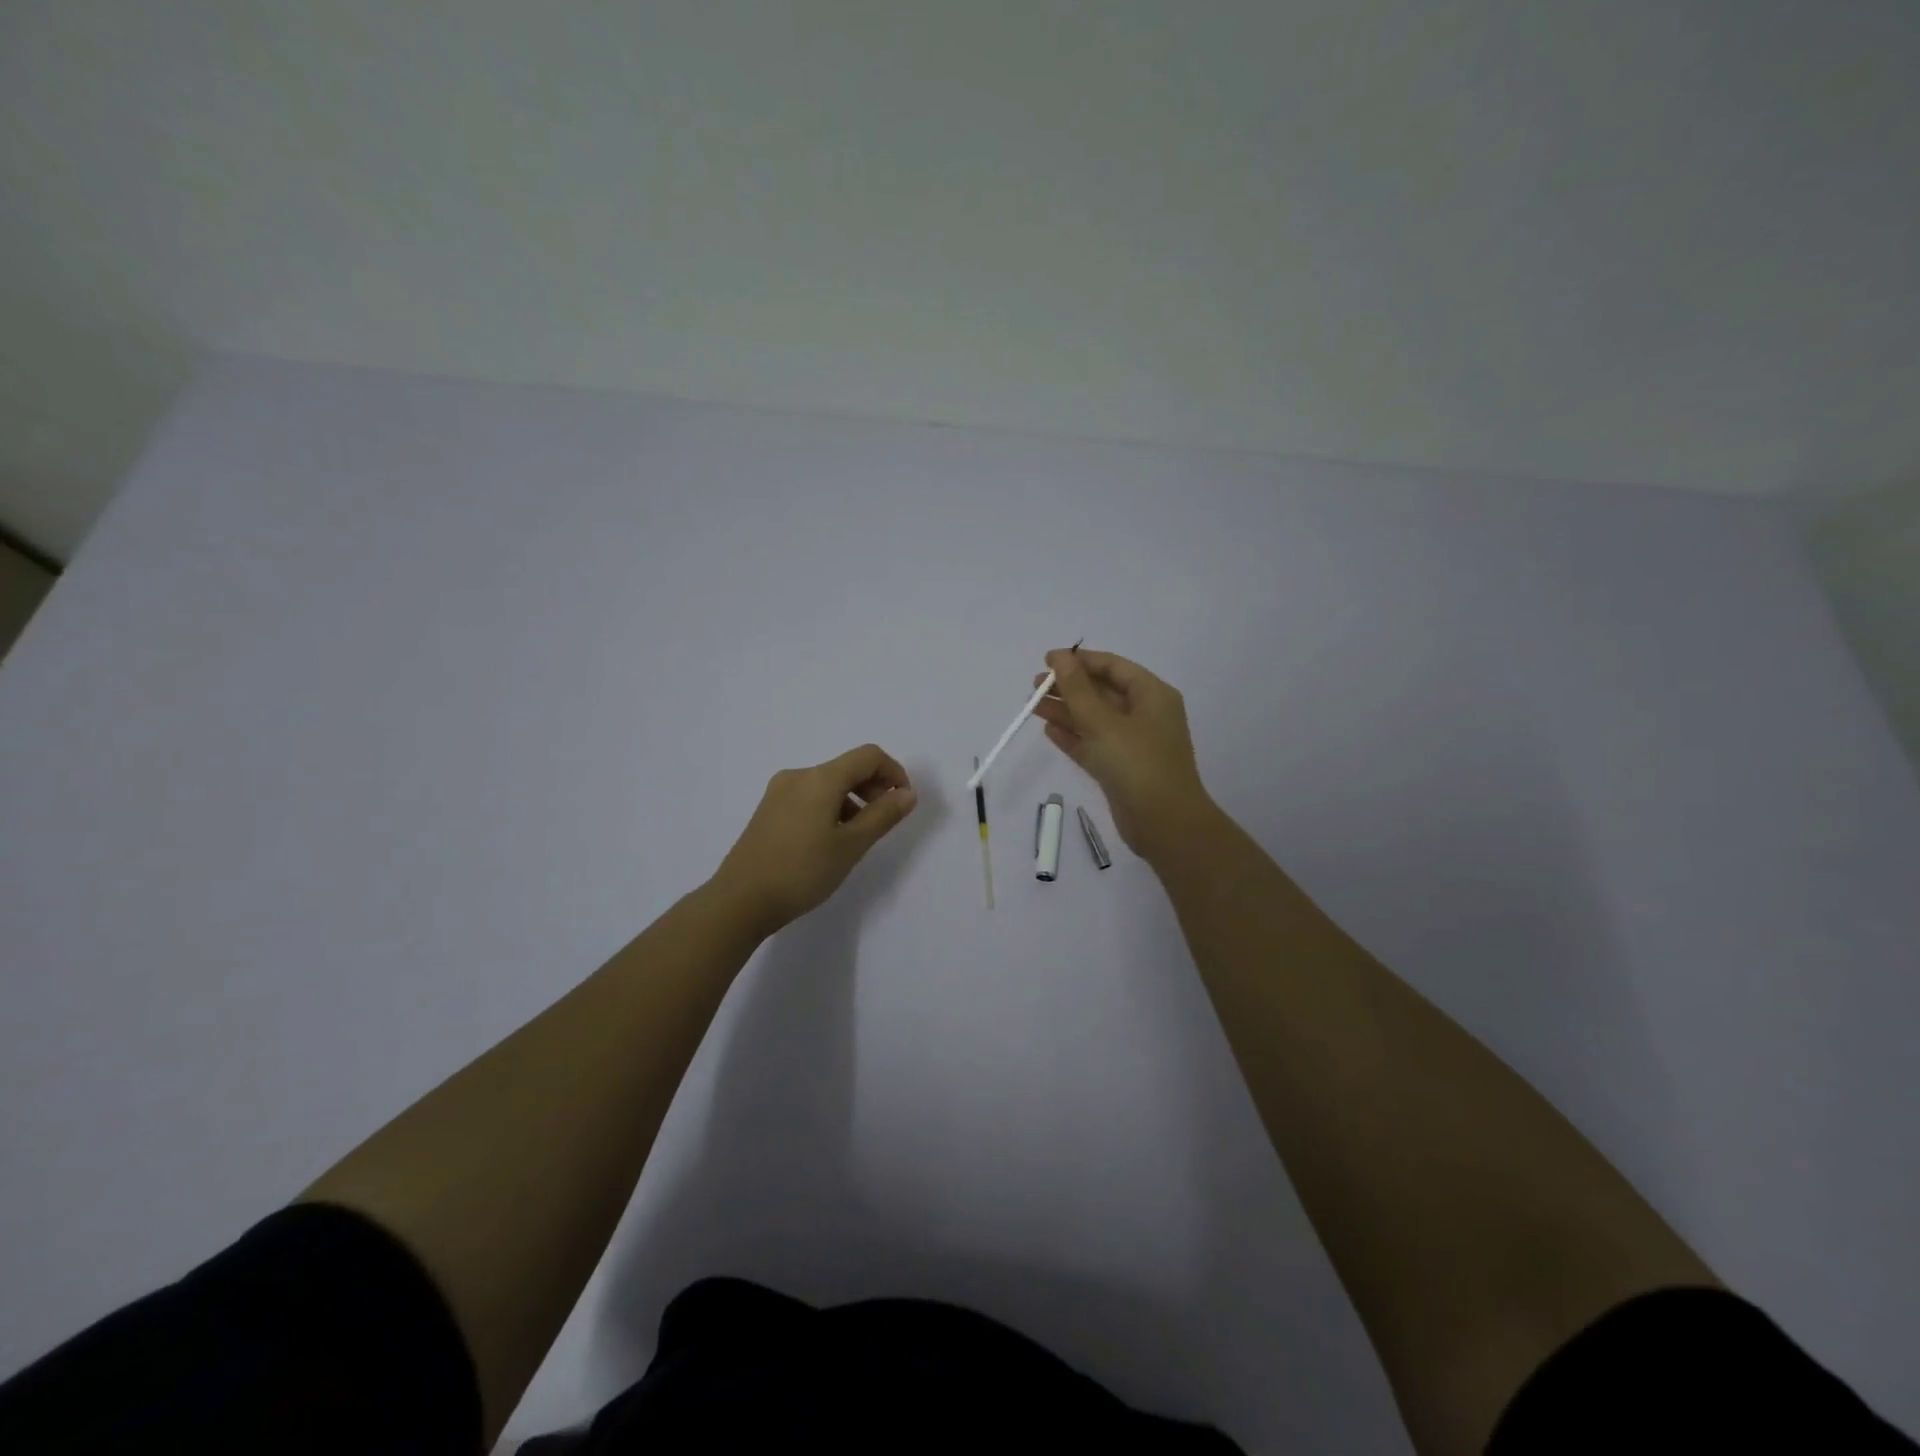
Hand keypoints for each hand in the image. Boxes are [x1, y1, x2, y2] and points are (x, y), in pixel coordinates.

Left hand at [711, 744, 917, 935]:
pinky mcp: (768, 811)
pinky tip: (831, 841)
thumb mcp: (851, 845)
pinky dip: (831, 808)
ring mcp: (779, 792)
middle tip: (885, 820)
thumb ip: (883, 815)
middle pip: (847, 767)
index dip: (894, 772)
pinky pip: (810, 797)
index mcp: (820, 778)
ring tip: (858, 837)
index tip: (903, 803)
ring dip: (853, 800)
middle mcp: (798, 776)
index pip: (868, 756)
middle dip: (874, 786)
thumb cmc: (802, 871)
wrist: (740, 901)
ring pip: (828, 784)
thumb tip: (907, 793)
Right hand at [1031, 648, 1212, 858]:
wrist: (1165, 824)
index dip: (1080, 661)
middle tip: (1034, 686)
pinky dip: (1073, 737)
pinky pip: (1094, 744)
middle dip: (1069, 687)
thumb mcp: (1104, 722)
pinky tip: (1049, 731)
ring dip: (1066, 711)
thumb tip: (1060, 657)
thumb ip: (1078, 689)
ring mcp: (1133, 744)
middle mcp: (1145, 715)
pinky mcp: (1121, 769)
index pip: (1113, 667)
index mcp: (1152, 695)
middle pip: (1102, 692)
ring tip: (1033, 706)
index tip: (1046, 661)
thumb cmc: (1137, 764)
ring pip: (1094, 719)